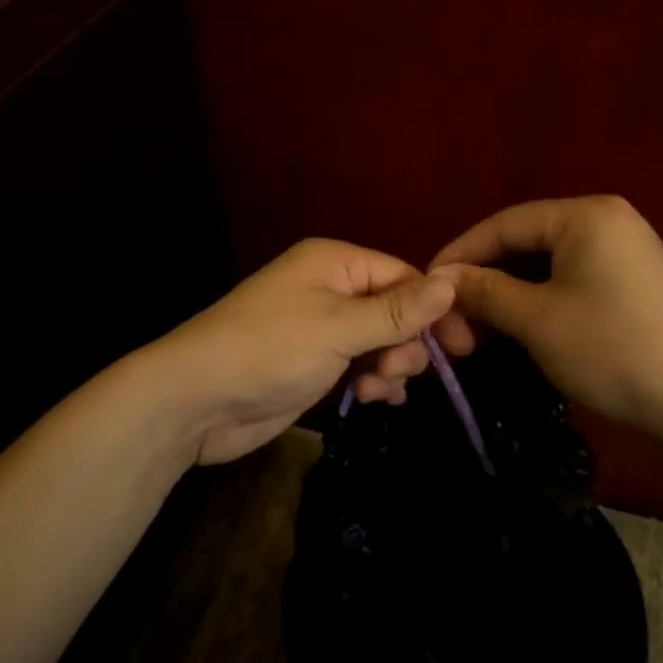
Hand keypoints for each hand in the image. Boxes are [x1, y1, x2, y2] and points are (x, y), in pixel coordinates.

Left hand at [145, 239, 455, 464]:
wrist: (197, 400)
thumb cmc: (270, 349)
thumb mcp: (339, 327)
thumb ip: (397, 310)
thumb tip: (452, 283)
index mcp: (335, 262)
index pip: (402, 275)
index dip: (434, 308)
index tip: (465, 345)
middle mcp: (330, 288)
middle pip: (395, 309)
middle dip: (406, 342)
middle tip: (398, 371)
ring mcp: (322, 328)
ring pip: (381, 341)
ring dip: (390, 366)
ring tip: (376, 389)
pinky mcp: (314, 364)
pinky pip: (361, 365)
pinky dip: (372, 382)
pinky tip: (369, 400)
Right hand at [401, 195, 662, 438]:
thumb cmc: (613, 351)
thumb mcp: (537, 320)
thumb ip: (484, 291)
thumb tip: (441, 278)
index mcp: (585, 215)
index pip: (504, 224)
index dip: (461, 254)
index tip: (427, 285)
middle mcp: (607, 219)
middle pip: (525, 242)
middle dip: (485, 279)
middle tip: (452, 315)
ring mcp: (625, 248)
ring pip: (546, 263)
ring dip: (510, 294)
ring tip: (479, 328)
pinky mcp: (633, 279)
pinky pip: (571, 278)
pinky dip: (540, 300)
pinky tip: (518, 326)